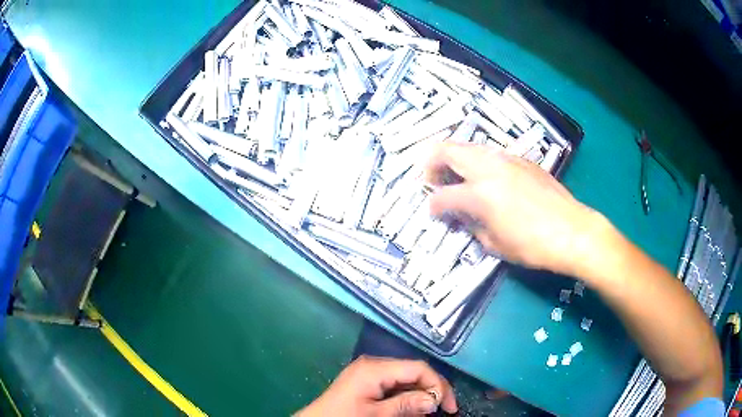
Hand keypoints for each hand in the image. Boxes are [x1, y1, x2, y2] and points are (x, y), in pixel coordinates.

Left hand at [296, 356, 457, 416]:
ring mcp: (369, 372)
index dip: (439, 385)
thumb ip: (407, 404)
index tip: (449, 407)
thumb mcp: (377, 414)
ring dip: (420, 395)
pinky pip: (394, 386)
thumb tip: (435, 399)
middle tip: (444, 411)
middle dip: (431, 390)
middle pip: (413, 372)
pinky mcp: (366, 382)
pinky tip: (411, 411)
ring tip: (428, 413)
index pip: (418, 368)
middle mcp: (374, 365)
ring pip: (406, 380)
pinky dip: (406, 398)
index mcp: (375, 368)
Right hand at [426, 143, 611, 277]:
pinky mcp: (523, 161)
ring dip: (456, 158)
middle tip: (431, 178)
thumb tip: (463, 216)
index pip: (443, 195)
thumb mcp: (496, 245)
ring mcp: (507, 160)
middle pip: (449, 151)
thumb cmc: (533, 245)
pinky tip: (487, 178)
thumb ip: (473, 226)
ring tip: (457, 174)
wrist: (572, 231)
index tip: (433, 211)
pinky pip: (492, 154)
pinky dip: (480, 161)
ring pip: (471, 147)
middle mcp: (489, 169)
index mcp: (480, 194)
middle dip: (432, 162)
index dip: (433, 205)